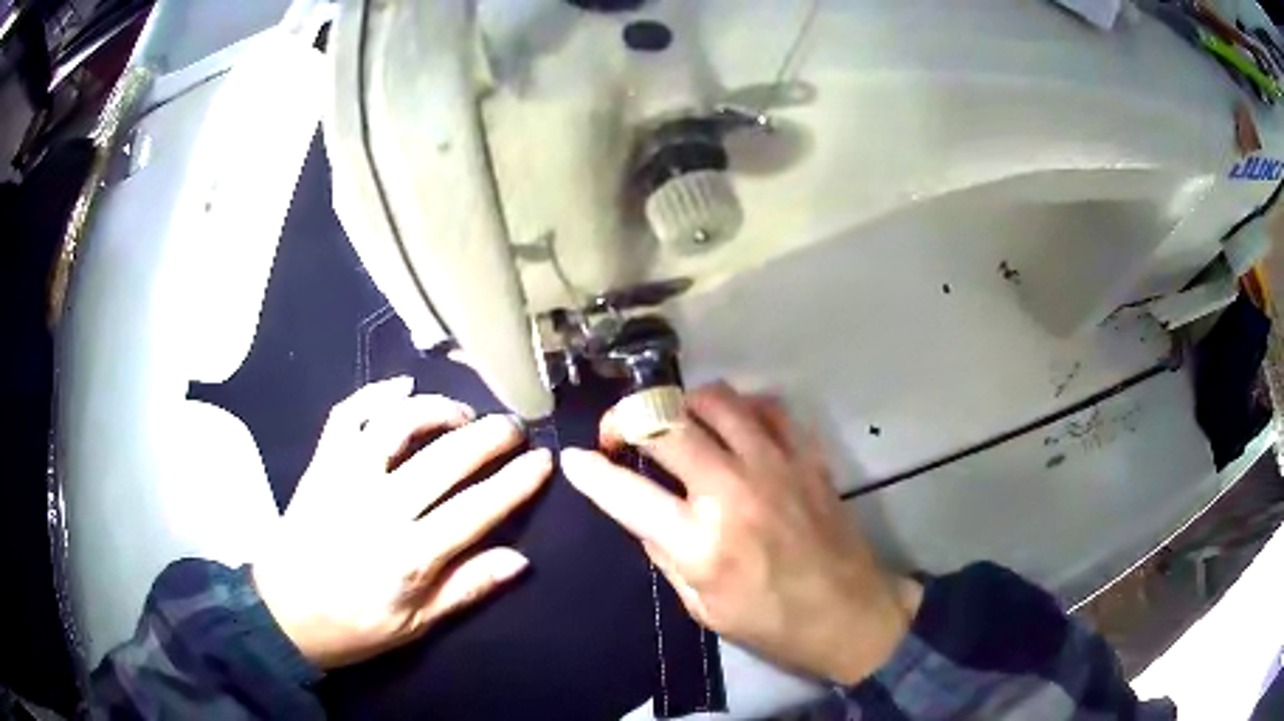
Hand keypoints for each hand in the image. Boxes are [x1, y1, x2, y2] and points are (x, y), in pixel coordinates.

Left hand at [252, 377, 552, 669]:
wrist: (282, 612)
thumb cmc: (353, 625)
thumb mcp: (415, 625)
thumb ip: (466, 589)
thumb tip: (519, 560)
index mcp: (409, 556)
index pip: (476, 509)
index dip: (515, 482)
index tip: (542, 460)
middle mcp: (379, 508)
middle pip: (444, 458)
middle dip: (489, 436)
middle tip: (513, 426)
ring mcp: (345, 479)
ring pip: (396, 425)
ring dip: (436, 410)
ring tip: (462, 413)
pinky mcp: (321, 465)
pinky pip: (346, 416)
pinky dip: (374, 394)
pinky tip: (401, 388)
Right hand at [561, 383, 921, 683]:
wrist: (850, 614)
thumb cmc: (772, 623)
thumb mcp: (701, 607)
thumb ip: (665, 553)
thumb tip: (643, 511)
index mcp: (701, 543)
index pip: (626, 493)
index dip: (590, 471)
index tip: (574, 459)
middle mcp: (733, 492)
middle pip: (665, 424)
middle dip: (625, 418)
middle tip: (619, 434)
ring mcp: (775, 466)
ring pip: (716, 399)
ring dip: (680, 404)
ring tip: (672, 424)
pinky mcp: (806, 457)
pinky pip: (765, 407)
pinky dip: (738, 409)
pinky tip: (731, 428)